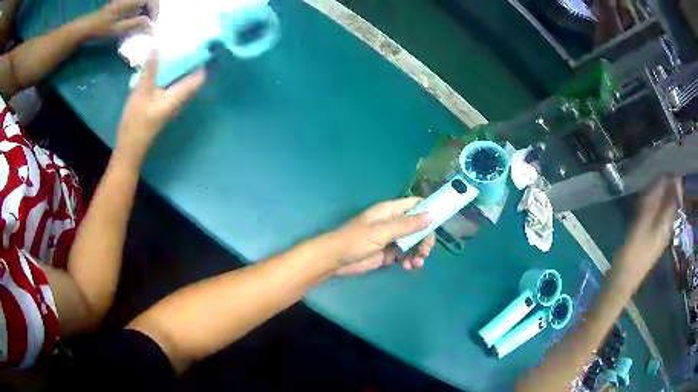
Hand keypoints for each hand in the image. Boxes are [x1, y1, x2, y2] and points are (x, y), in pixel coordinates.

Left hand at [87, 0, 152, 37]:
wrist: (86, 27)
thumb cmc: (100, 29)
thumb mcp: (117, 29)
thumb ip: (135, 25)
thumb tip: (151, 26)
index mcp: (130, 1)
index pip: (151, 0)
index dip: (155, 11)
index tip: (153, 24)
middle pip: (149, 0)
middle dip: (153, 10)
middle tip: (151, 24)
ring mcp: (126, 0)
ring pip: (143, 2)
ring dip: (147, 11)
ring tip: (145, 24)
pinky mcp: (123, 4)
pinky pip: (137, 4)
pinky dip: (140, 11)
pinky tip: (136, 21)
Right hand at [115, 49, 204, 166]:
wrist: (129, 148)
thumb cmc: (137, 122)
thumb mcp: (142, 92)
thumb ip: (150, 70)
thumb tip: (158, 45)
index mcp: (178, 97)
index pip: (198, 79)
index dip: (202, 62)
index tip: (201, 45)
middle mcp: (177, 100)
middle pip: (189, 78)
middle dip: (189, 61)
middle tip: (186, 42)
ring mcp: (168, 103)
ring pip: (178, 81)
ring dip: (177, 66)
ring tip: (174, 48)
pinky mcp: (160, 105)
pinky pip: (168, 85)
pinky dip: (167, 74)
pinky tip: (160, 65)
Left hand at [328, 197, 435, 275]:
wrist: (336, 260)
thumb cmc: (356, 240)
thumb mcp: (383, 231)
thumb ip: (407, 225)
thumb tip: (431, 215)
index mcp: (390, 211)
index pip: (415, 204)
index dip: (429, 209)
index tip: (442, 220)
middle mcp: (393, 223)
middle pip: (418, 226)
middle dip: (424, 239)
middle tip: (426, 251)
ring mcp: (391, 239)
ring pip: (413, 242)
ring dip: (418, 252)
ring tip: (416, 263)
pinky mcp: (388, 254)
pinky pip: (405, 255)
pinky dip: (409, 260)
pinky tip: (408, 267)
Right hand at [614, 176, 679, 288]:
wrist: (622, 284)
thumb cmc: (631, 256)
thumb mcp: (640, 226)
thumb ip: (652, 202)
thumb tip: (661, 177)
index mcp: (665, 224)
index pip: (675, 196)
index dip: (674, 178)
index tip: (668, 162)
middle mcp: (666, 228)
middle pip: (672, 201)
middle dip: (669, 183)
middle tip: (660, 166)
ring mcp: (660, 235)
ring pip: (666, 208)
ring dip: (663, 192)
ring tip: (655, 178)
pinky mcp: (653, 239)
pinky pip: (659, 215)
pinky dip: (657, 203)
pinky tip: (649, 199)